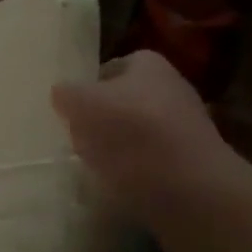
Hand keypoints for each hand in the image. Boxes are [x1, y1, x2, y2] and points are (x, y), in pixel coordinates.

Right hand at [51, 50, 236, 219]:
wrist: (188, 188)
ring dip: (113, 145)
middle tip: (76, 134)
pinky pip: (148, 160)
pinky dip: (131, 168)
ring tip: (92, 160)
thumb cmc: (130, 131)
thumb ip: (66, 93)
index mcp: (149, 64)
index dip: (88, 84)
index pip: (110, 67)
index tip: (70, 106)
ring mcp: (184, 127)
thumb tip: (62, 93)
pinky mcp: (189, 163)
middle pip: (123, 100)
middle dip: (100, 116)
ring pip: (134, 131)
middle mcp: (172, 88)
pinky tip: (116, 180)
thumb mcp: (81, 103)